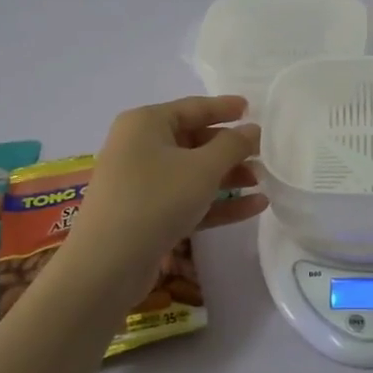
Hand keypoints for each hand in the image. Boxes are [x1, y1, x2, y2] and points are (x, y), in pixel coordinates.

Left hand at [62, 96, 266, 279]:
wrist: (107, 265)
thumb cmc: (156, 200)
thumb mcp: (202, 168)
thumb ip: (233, 145)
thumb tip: (252, 130)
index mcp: (146, 123)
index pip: (193, 108)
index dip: (225, 108)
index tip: (253, 109)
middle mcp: (140, 147)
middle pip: (194, 141)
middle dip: (231, 149)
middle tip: (264, 154)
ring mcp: (142, 183)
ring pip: (193, 173)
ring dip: (228, 177)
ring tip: (263, 182)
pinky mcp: (147, 214)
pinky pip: (188, 199)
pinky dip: (218, 202)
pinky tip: (255, 207)